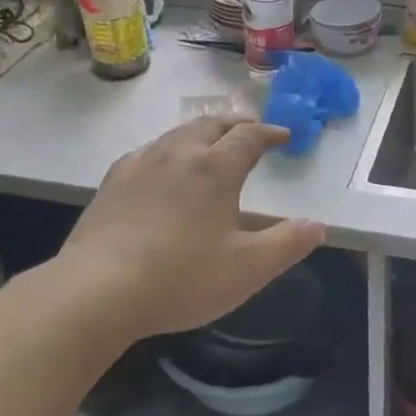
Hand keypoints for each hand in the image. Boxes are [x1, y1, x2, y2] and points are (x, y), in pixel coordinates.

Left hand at [49, 115, 325, 343]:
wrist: (97, 291)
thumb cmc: (181, 278)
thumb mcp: (248, 269)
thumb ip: (287, 244)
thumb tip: (318, 225)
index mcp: (215, 168)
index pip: (249, 136)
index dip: (270, 132)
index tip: (284, 135)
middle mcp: (178, 155)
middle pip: (210, 125)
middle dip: (235, 124)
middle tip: (249, 131)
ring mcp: (140, 165)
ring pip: (176, 134)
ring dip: (200, 133)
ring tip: (209, 144)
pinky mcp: (111, 183)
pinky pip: (146, 152)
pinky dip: (166, 150)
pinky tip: (159, 166)